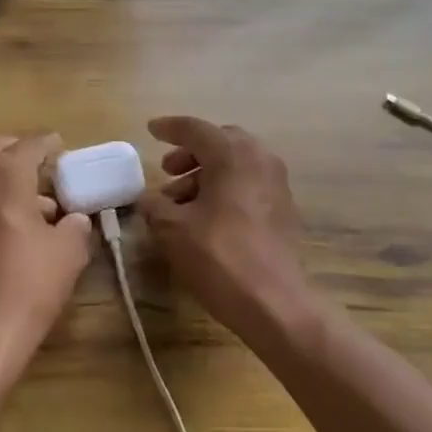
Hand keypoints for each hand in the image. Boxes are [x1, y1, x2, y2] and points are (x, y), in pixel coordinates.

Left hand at [0, 133, 91, 397]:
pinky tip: (4, 226)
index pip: (30, 144)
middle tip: (39, 164)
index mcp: (4, 176)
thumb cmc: (27, 286)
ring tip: (28, 201)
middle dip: (16, 148)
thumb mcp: (69, 253)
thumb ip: (75, 226)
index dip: (49, 143)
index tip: (61, 147)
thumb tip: (72, 219)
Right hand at [138, 116, 315, 341]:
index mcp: (232, 153)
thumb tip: (148, 199)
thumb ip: (155, 205)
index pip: (195, 129)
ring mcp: (277, 182)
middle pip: (220, 142)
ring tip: (179, 202)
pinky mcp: (284, 207)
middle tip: (168, 170)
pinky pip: (248, 183)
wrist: (275, 303)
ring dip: (206, 174)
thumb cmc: (220, 256)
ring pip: (235, 164)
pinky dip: (225, 188)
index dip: (169, 128)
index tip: (151, 130)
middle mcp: (259, 158)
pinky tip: (206, 216)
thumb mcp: (173, 229)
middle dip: (191, 153)